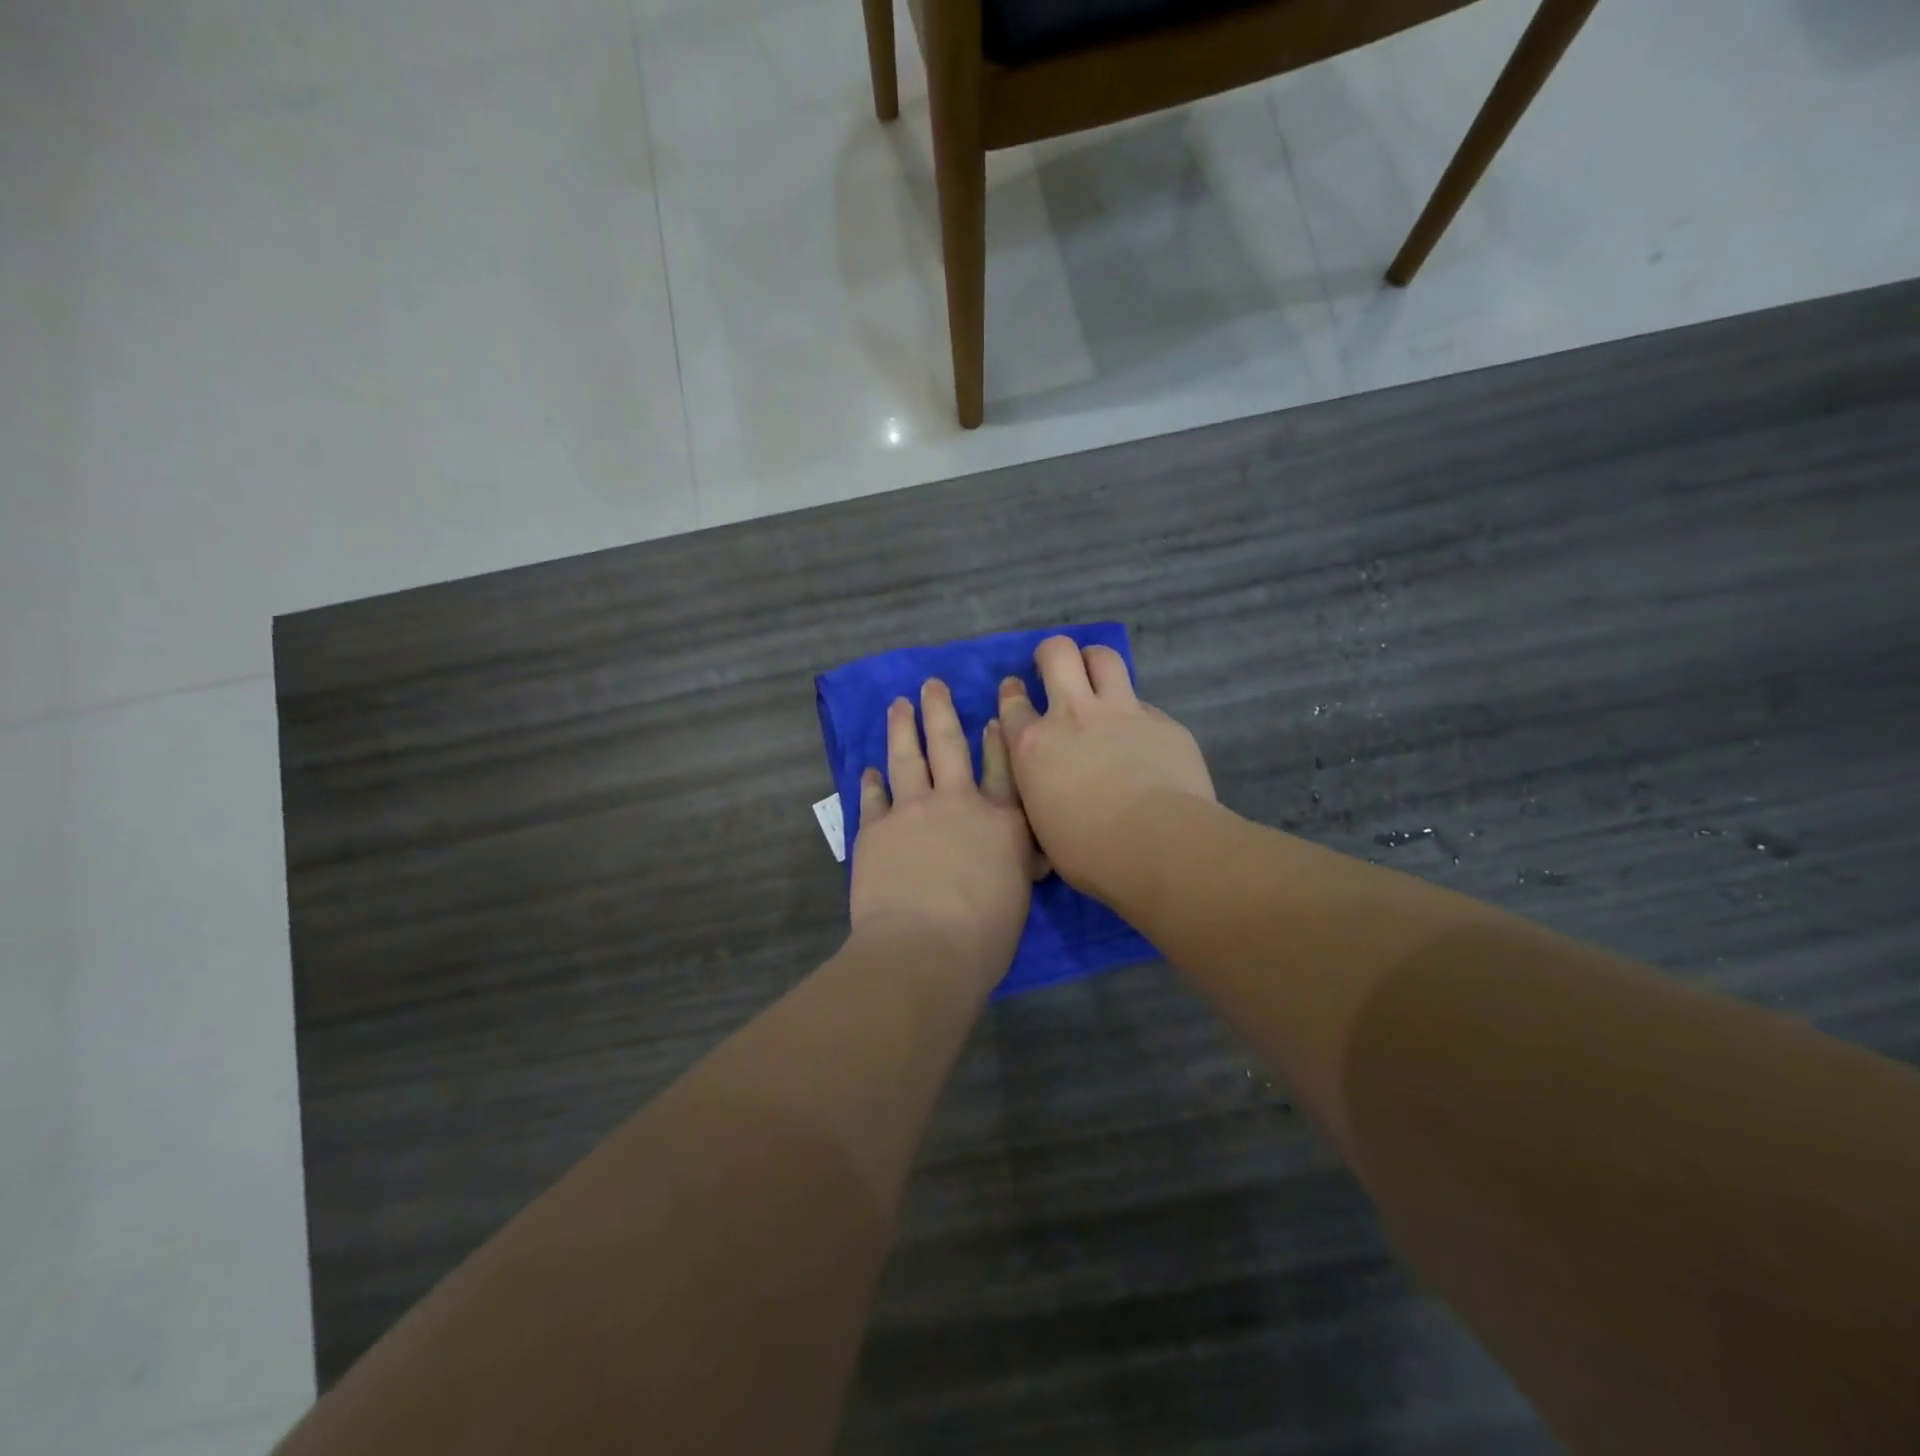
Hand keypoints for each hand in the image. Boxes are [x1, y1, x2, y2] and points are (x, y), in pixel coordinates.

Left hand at [849, 679, 1041, 989]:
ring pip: (908, 757)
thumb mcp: (1019, 895)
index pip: (1004, 767)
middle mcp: (958, 803)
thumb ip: (1016, 862)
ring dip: (903, 727)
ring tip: (898, 704)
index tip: (994, 711)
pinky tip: (869, 769)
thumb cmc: (984, 937)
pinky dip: (872, 781)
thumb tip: (1020, 850)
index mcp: (1002, 821)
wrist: (924, 949)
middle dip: (941, 711)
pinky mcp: (876, 829)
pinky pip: (873, 797)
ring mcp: (913, 811)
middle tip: (932, 685)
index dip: (999, 736)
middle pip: (950, 745)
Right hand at [998, 636, 1215, 901]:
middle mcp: (1073, 715)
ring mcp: (1121, 712)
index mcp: (1033, 746)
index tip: (1016, 693)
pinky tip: (1143, 738)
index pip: (1012, 704)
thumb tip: (1048, 782)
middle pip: (1057, 654)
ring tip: (1097, 677)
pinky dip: (1136, 714)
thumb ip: (1039, 789)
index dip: (1012, 695)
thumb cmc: (1088, 852)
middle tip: (1056, 669)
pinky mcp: (1163, 722)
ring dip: (1095, 662)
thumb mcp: (1041, 824)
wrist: (1158, 845)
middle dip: (1052, 654)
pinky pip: (1144, 704)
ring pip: (1104, 658)